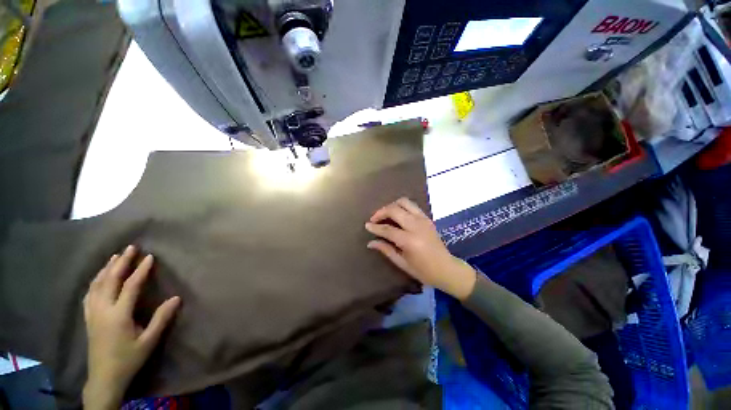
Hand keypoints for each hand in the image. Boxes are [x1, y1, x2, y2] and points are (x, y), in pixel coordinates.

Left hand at [82, 245, 180, 409]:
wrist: (104, 378)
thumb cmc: (129, 359)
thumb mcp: (149, 341)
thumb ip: (161, 319)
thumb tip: (177, 298)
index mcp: (118, 315)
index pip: (130, 286)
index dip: (140, 270)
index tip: (149, 257)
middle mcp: (102, 310)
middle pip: (110, 280)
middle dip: (120, 263)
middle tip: (130, 248)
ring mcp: (92, 313)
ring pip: (96, 285)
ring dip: (106, 269)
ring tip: (115, 257)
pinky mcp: (88, 318)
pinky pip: (89, 294)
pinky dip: (95, 281)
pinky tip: (99, 277)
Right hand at [365, 198, 476, 299]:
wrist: (447, 268)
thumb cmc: (423, 271)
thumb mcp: (402, 263)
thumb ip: (386, 250)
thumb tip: (370, 242)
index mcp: (410, 240)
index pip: (387, 229)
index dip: (375, 227)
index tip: (367, 225)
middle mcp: (416, 226)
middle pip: (394, 210)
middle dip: (381, 212)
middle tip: (374, 219)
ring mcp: (423, 219)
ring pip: (404, 202)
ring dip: (391, 206)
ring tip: (385, 215)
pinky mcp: (427, 218)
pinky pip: (411, 205)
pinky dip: (401, 206)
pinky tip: (397, 215)